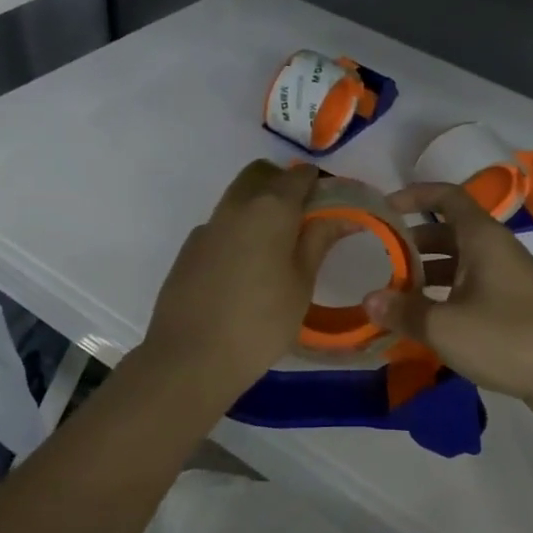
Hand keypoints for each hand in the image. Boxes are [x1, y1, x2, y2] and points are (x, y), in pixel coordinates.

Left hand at [141, 160, 345, 409]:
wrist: (190, 358)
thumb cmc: (260, 323)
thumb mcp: (302, 283)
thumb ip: (319, 240)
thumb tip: (343, 213)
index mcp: (270, 208)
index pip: (300, 175)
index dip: (319, 186)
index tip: (332, 209)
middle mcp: (236, 205)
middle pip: (262, 174)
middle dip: (284, 185)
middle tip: (304, 221)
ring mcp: (208, 225)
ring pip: (238, 196)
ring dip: (260, 206)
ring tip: (277, 249)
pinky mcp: (189, 248)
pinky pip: (221, 225)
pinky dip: (239, 231)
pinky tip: (245, 270)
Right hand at [364, 182, 532, 415]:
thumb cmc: (509, 338)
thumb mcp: (446, 327)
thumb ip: (404, 312)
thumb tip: (368, 300)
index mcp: (482, 238)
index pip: (446, 196)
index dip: (414, 195)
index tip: (383, 209)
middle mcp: (496, 250)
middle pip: (448, 232)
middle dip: (412, 244)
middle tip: (379, 263)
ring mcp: (508, 279)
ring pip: (458, 265)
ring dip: (426, 276)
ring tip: (394, 298)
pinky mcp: (514, 308)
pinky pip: (471, 291)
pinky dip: (445, 298)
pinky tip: (425, 325)